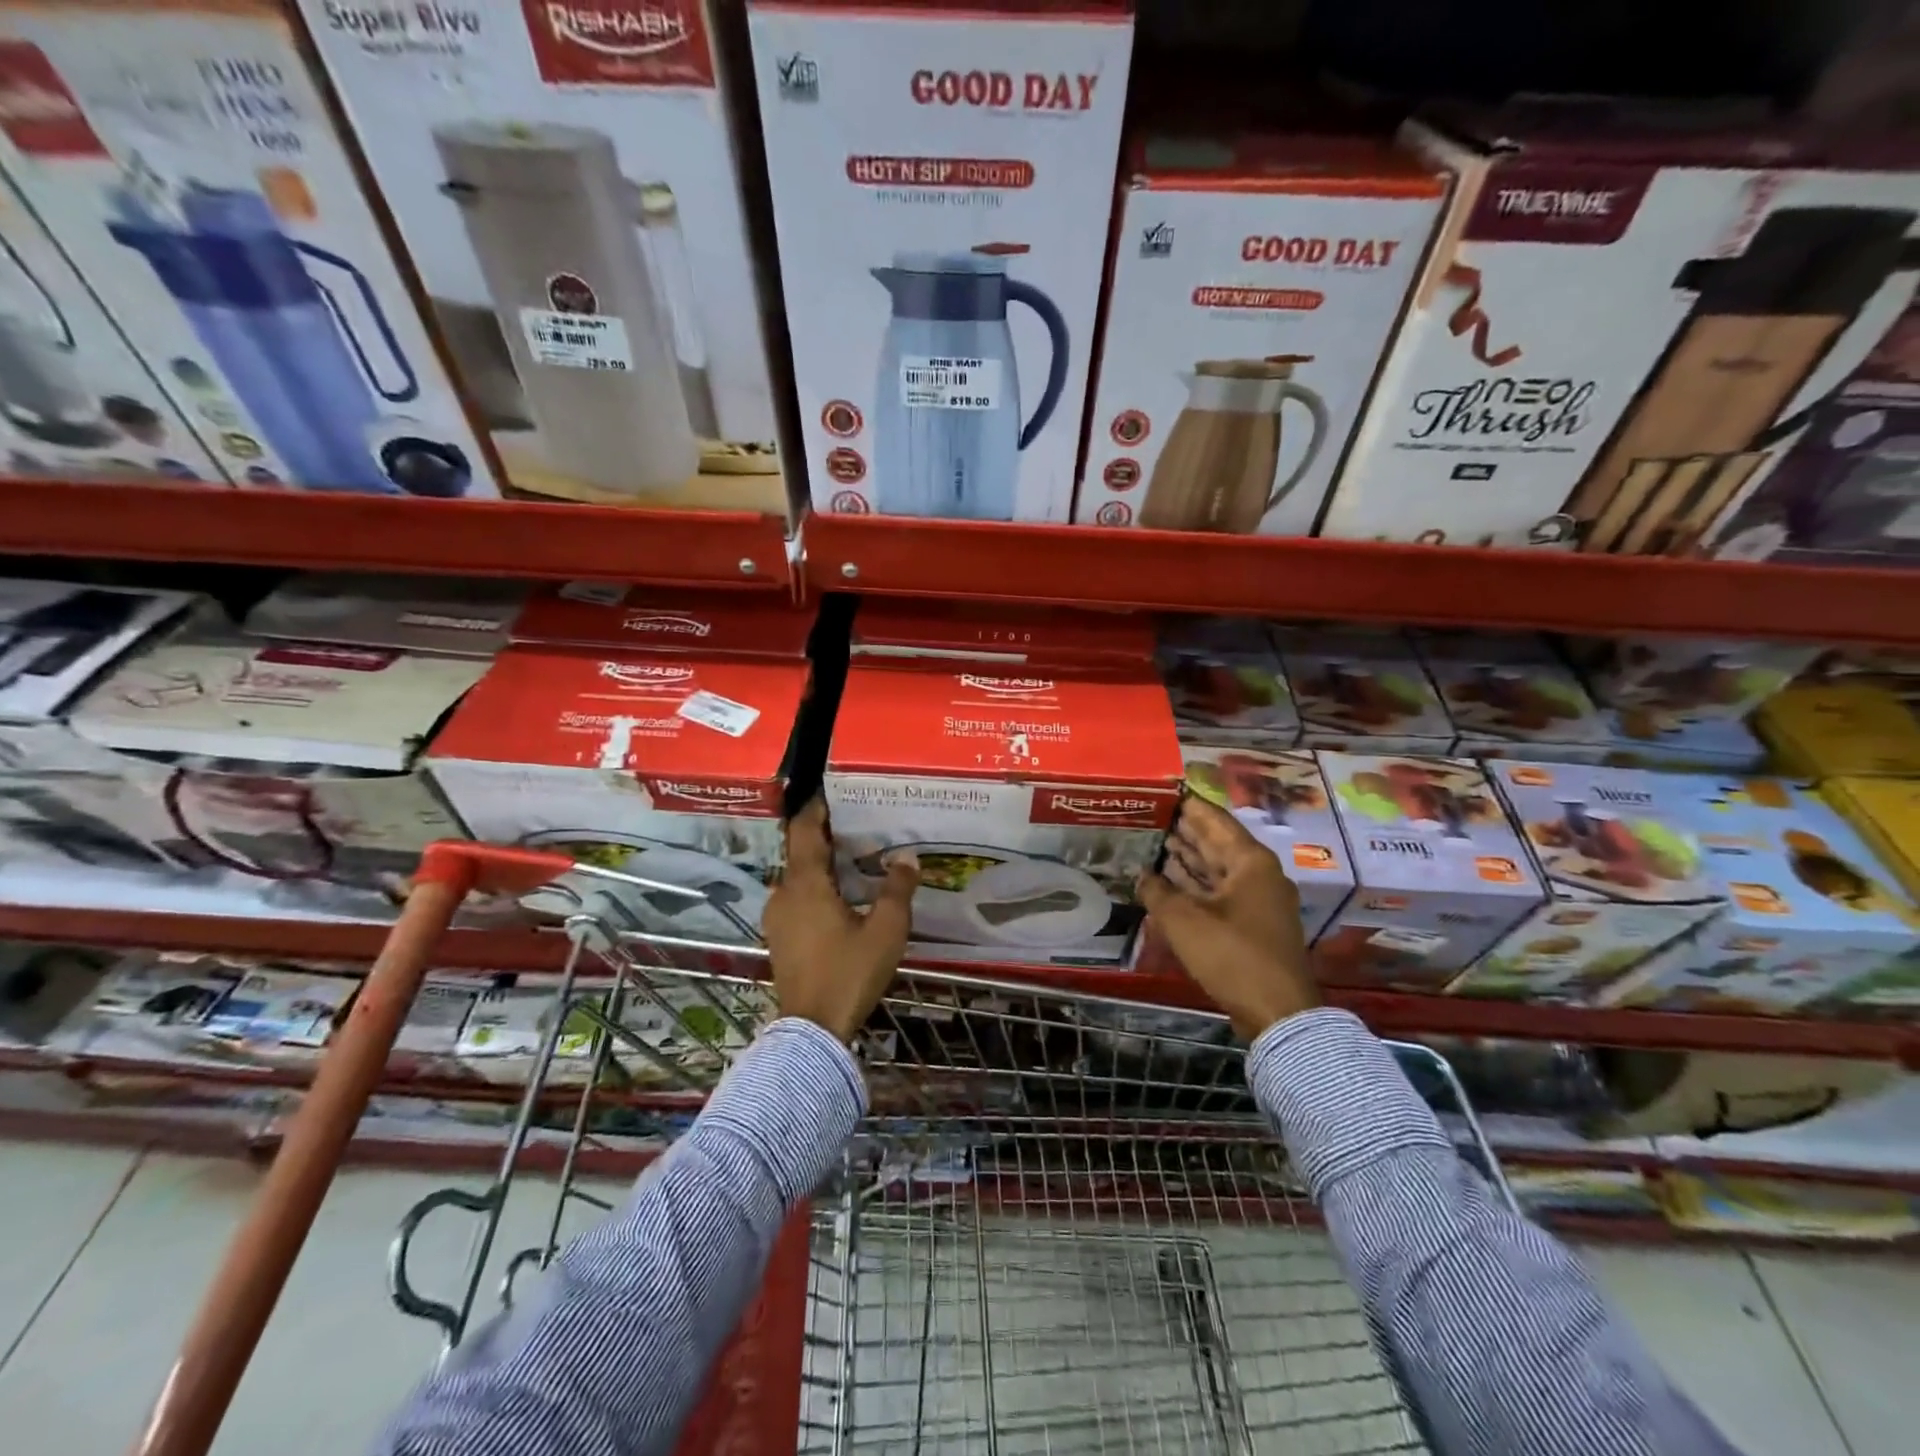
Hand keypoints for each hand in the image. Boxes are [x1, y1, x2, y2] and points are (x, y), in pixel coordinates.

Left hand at [762, 797, 919, 1040]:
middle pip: (800, 851)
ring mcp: (777, 917)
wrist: (812, 1030)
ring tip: (853, 859)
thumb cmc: (849, 973)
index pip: (803, 829)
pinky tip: (840, 897)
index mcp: (806, 883)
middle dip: (825, 835)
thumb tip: (907, 858)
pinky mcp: (779, 937)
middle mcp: (784, 893)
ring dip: (821, 864)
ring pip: (798, 876)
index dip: (816, 807)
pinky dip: (815, 888)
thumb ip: (898, 889)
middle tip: (858, 825)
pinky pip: (797, 898)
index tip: (834, 791)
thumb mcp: (886, 930)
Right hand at [1137, 795, 1319, 1039]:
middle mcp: (1258, 874)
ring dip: (1187, 857)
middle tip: (1150, 815)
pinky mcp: (1252, 924)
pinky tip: (1168, 881)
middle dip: (1183, 830)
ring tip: (1153, 842)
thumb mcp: (1183, 920)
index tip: (1161, 791)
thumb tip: (1141, 875)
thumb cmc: (1232, 955)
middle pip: (1216, 842)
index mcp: (1250, 861)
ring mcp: (1258, 900)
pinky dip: (1195, 884)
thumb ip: (1157, 891)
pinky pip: (1219, 891)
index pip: (1214, 819)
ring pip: (1217, 868)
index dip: (1187, 804)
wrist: (1277, 1012)